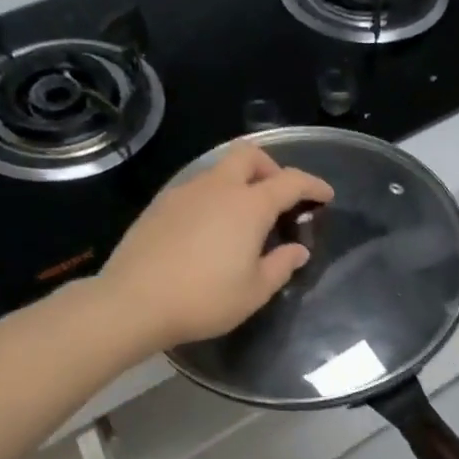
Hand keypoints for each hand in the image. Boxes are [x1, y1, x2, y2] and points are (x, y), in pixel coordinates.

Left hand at [100, 144, 333, 349]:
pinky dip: (214, 197)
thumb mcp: (255, 291)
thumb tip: (297, 250)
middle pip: (249, 155)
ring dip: (240, 183)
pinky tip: (211, 229)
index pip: (290, 181)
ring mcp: (184, 192)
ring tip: (244, 218)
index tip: (325, 196)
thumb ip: (281, 265)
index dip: (313, 185)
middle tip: (279, 198)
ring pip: (219, 170)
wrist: (133, 302)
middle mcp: (217, 188)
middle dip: (271, 168)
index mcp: (248, 206)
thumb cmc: (204, 299)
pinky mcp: (160, 205)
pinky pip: (197, 188)